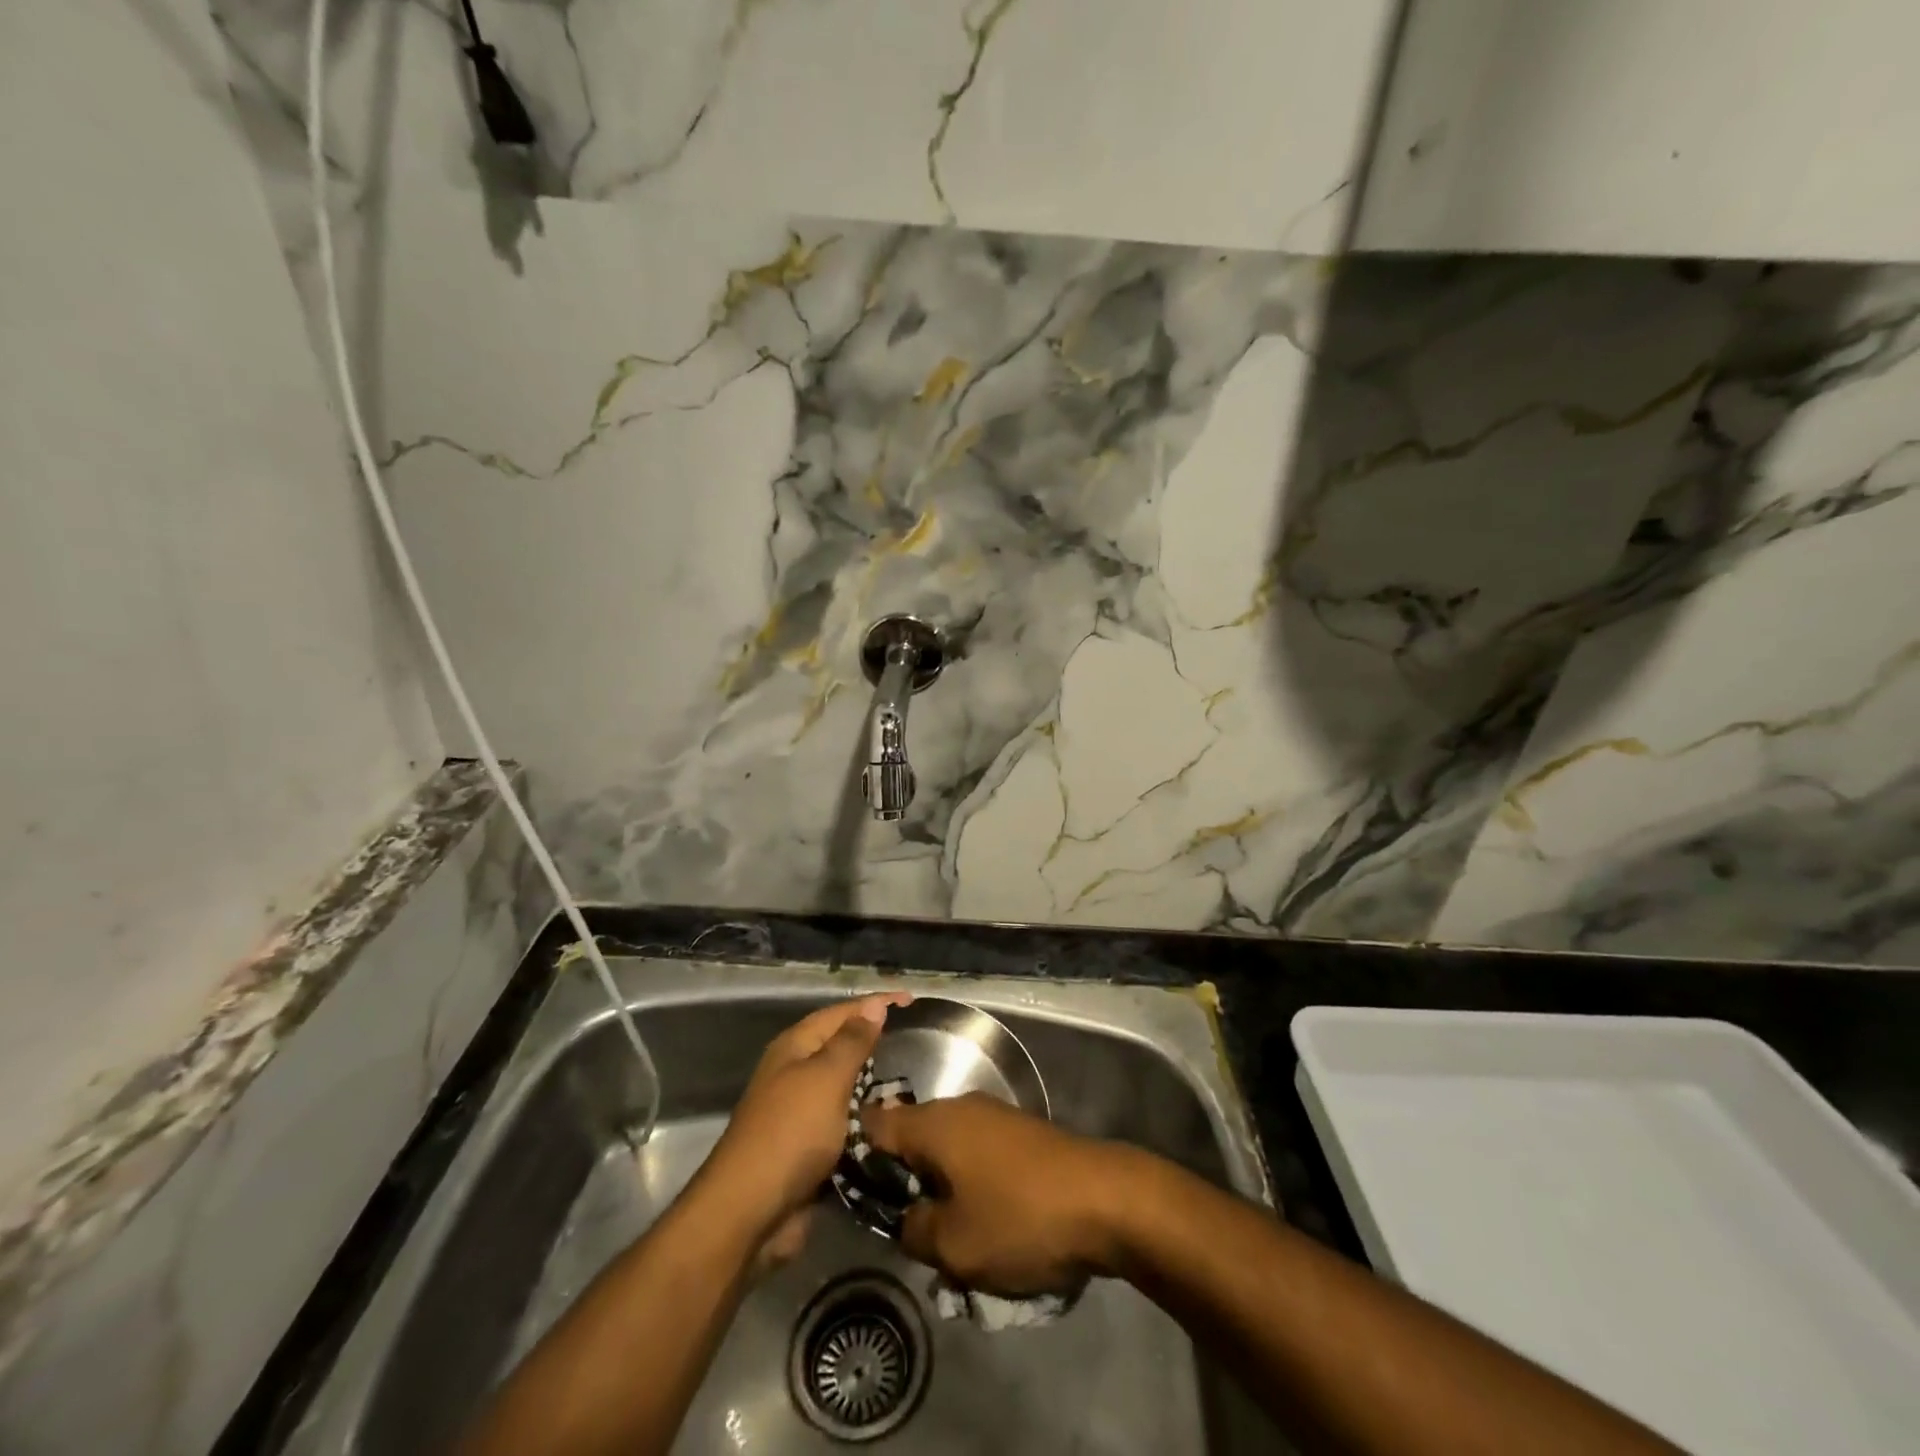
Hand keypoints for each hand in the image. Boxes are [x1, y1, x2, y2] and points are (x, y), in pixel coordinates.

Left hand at [702, 993, 911, 1247]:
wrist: (751, 1214)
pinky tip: (894, 1125)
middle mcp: (796, 1074)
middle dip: (877, 1044)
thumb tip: (874, 1005)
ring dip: (876, 1088)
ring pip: (847, 1090)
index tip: (912, 1000)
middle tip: (918, 1042)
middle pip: (843, 1048)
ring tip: (915, 1085)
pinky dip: (868, 1124)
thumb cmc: (791, 1133)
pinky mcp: (810, 1150)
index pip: (842, 1013)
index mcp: (795, 1047)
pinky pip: (846, 1126)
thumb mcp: (826, 1078)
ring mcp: (802, 1113)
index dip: (876, 1004)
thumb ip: (852, 1042)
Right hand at [862, 1093, 1137, 1295]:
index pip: (875, 1124)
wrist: (1106, 1199)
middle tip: (909, 1231)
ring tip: (952, 1237)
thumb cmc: (1019, 1218)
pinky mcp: (1021, 1133)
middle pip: (913, 1138)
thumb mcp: (953, 1244)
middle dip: (906, 1183)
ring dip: (943, 1188)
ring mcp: (994, 1116)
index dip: (858, 1158)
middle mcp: (960, 1107)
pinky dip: (973, 1184)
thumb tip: (908, 1217)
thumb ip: (914, 1230)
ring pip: (948, 1150)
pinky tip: (988, 1221)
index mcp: (934, 1123)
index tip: (858, 1196)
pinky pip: (978, 1155)